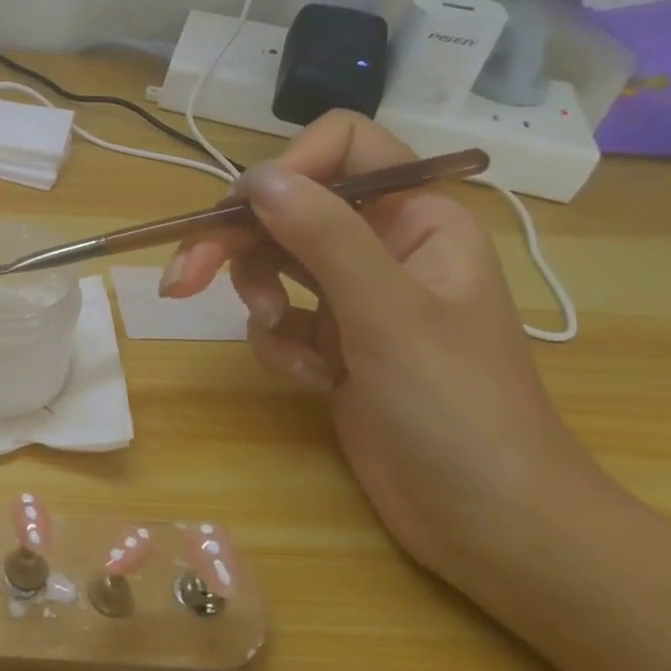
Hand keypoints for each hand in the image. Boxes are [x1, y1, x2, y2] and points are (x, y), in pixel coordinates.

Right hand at [159, 112, 603, 582]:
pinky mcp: (332, 339)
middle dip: (235, 242)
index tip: (243, 212)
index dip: (288, 168)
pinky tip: (313, 379)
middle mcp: (383, 244)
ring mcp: (355, 294)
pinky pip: (278, 315)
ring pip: (272, 261)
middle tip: (182, 278)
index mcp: (418, 217)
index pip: (345, 148)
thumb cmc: (457, 409)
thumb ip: (323, 237)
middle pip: (287, 208)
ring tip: (279, 338)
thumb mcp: (388, 314)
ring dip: (258, 298)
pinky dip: (279, 343)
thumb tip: (258, 178)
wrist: (488, 522)